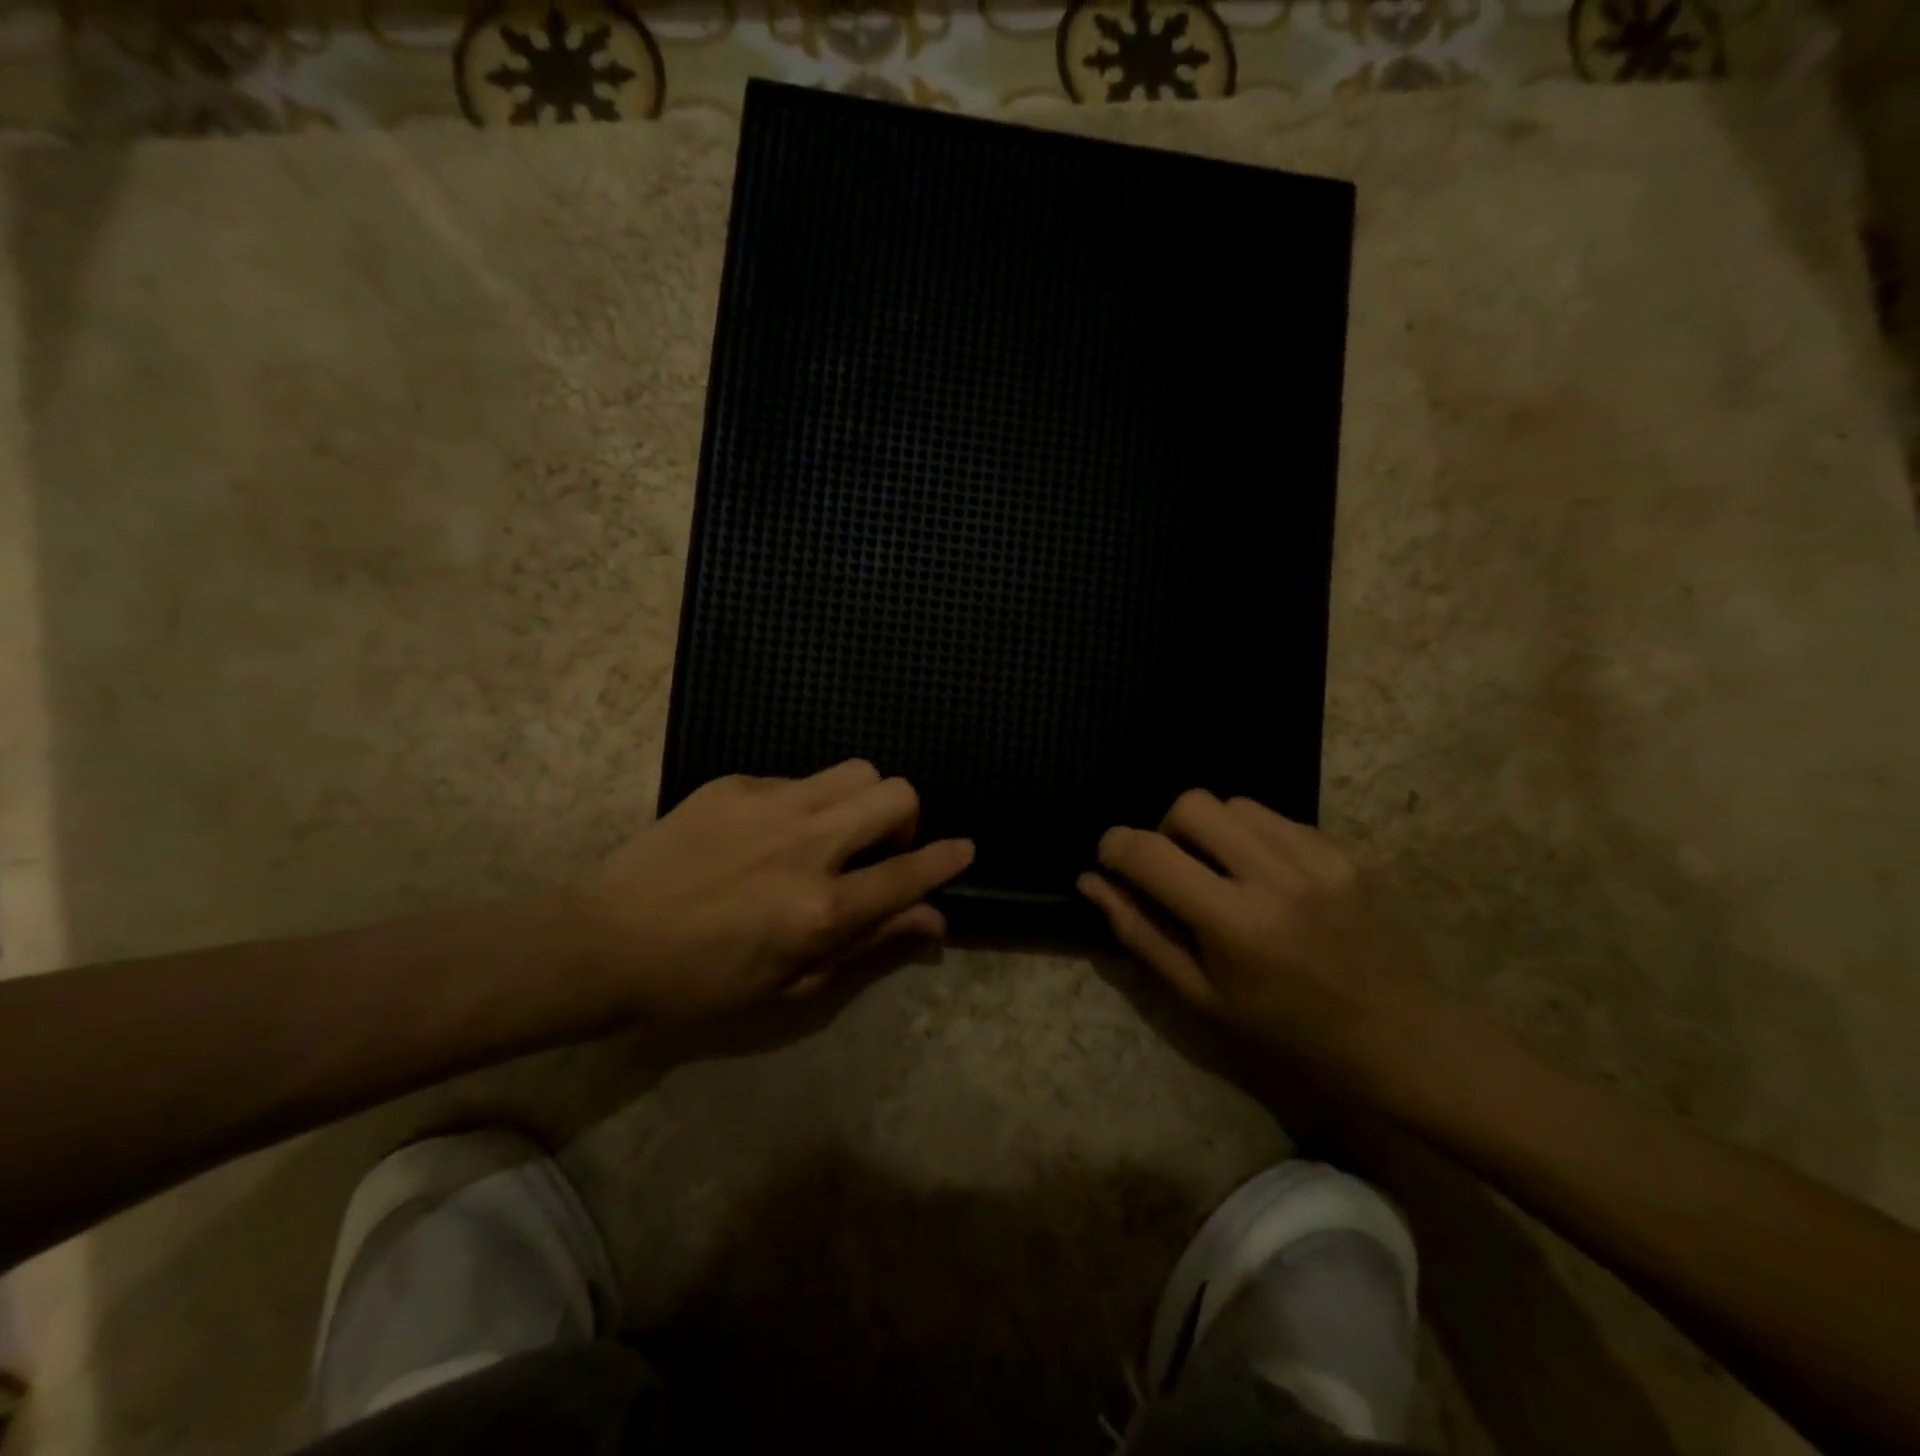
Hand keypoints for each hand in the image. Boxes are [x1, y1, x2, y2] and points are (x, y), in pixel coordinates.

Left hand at [569, 761, 972, 1024]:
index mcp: (820, 908)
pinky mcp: (735, 784)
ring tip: (832, 832)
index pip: (907, 873)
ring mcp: (769, 805)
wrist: (604, 941)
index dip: (946, 859)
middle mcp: (806, 845)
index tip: (964, 849)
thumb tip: (932, 920)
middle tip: (880, 847)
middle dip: (906, 817)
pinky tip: (767, 834)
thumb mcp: (791, 984)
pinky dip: (805, 803)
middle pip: (894, 794)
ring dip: (862, 799)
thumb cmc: (700, 982)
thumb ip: (869, 944)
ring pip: (854, 770)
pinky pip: (798, 779)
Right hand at [1078, 790, 1434, 1062]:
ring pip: (1235, 803)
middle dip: (1166, 828)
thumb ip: (1139, 932)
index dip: (1115, 846)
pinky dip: (1256, 839)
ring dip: (1213, 831)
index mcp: (1235, 922)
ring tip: (1227, 874)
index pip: (1150, 853)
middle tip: (1177, 869)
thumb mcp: (1200, 995)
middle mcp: (1277, 876)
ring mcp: (1320, 856)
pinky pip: (1278, 818)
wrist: (1399, 1034)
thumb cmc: (1286, 1028)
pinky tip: (1272, 879)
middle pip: (1192, 803)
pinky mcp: (1347, 849)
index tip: (1113, 860)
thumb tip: (1090, 881)